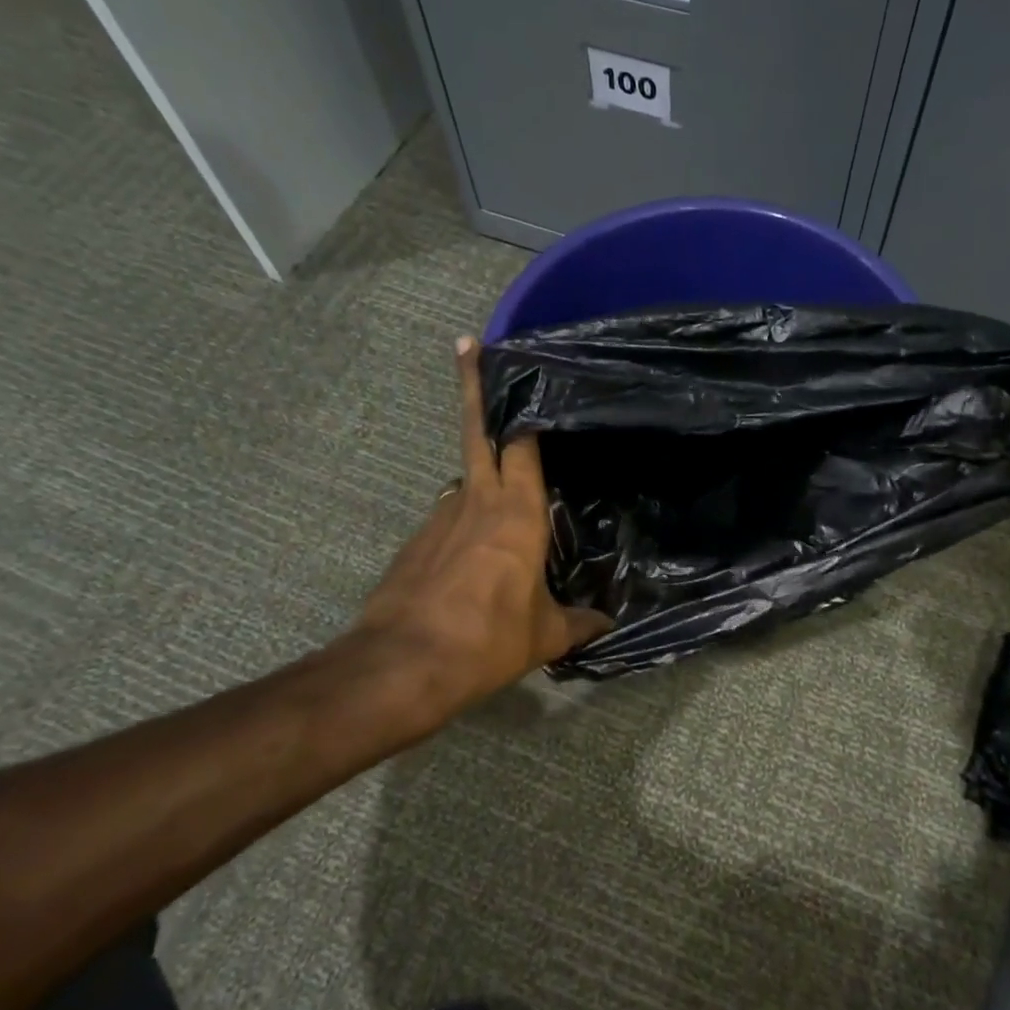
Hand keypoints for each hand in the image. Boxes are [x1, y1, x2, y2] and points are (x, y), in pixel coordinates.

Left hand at [353, 337, 609, 719]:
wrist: (403, 665)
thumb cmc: (488, 639)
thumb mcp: (544, 636)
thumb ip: (579, 624)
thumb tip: (606, 624)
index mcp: (517, 513)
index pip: (521, 444)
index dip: (521, 407)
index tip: (519, 369)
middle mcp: (475, 502)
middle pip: (474, 430)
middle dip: (472, 385)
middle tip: (468, 344)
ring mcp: (437, 519)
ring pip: (462, 478)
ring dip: (478, 471)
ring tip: (502, 494)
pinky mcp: (414, 543)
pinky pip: (447, 518)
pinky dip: (462, 520)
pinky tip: (472, 554)